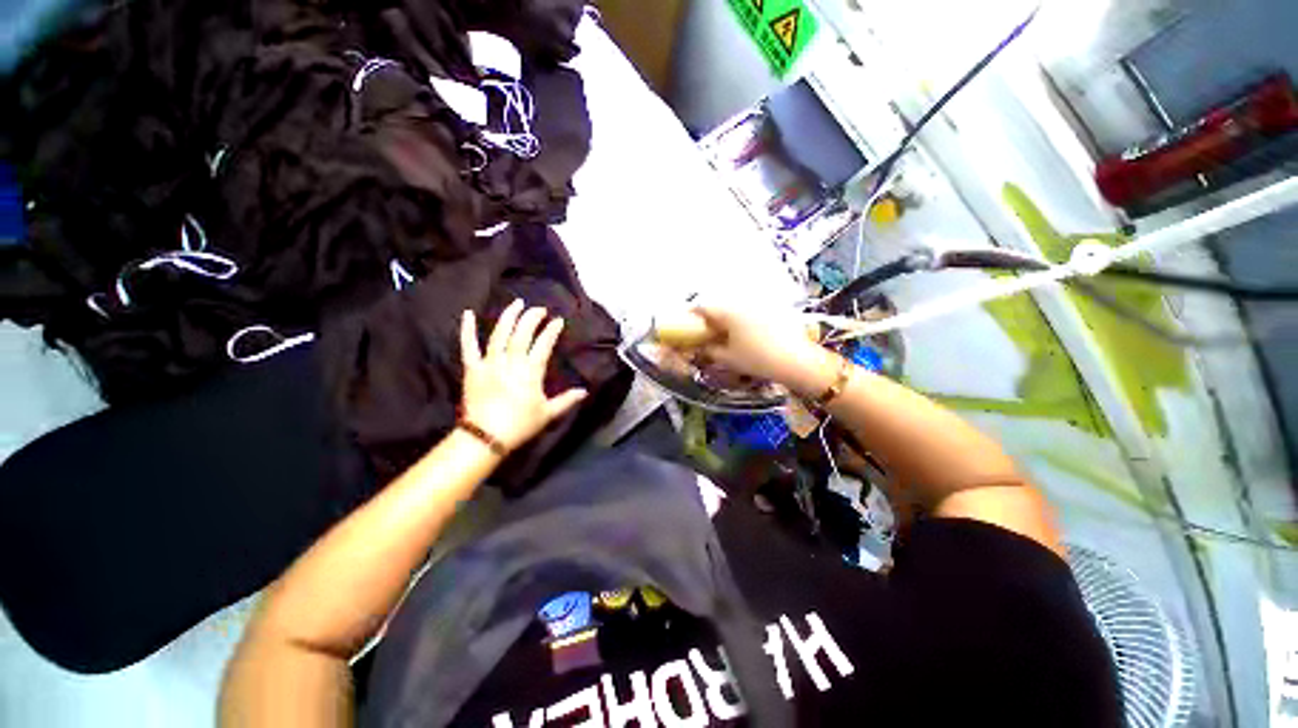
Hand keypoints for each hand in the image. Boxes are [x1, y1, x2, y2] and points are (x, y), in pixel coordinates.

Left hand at [459, 300, 587, 452]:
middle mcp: (511, 362)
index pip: (543, 344)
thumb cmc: (520, 425)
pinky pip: (468, 346)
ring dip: (509, 316)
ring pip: (499, 334)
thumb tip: (585, 391)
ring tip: (517, 303)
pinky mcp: (472, 368)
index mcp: (531, 372)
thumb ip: (567, 400)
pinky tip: (468, 314)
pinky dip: (467, 329)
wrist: (486, 437)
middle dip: (532, 318)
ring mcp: (490, 363)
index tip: (558, 321)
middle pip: (522, 333)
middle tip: (540, 309)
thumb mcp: (548, 413)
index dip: (551, 331)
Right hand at [690, 306, 840, 398]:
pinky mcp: (772, 308)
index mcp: (727, 311)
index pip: (701, 306)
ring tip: (723, 333)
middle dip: (708, 316)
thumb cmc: (757, 359)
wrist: (797, 360)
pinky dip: (740, 317)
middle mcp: (741, 301)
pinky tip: (744, 332)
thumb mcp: (727, 358)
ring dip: (724, 316)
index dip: (690, 314)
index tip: (684, 323)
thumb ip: (708, 350)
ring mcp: (758, 302)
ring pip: (733, 306)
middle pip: (717, 304)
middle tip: (704, 331)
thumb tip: (697, 347)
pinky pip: (748, 309)